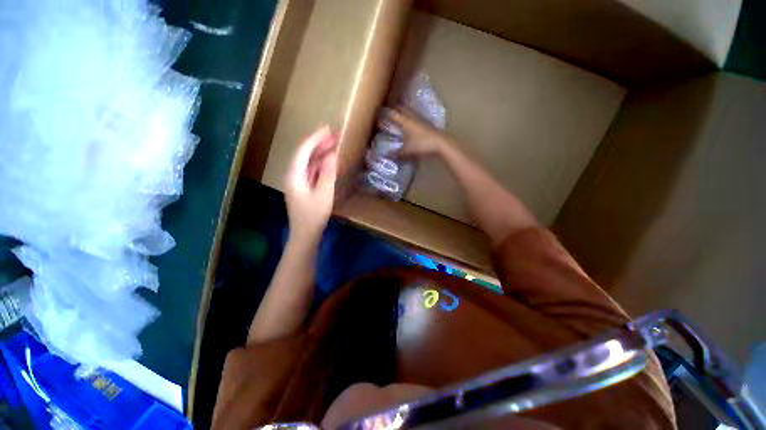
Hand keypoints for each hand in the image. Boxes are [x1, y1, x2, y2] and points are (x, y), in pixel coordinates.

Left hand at [285, 126, 338, 240]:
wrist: (305, 234)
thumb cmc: (314, 215)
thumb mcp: (324, 193)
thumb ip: (328, 173)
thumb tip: (332, 154)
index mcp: (294, 175)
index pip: (303, 150)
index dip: (315, 138)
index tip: (328, 129)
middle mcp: (293, 175)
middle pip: (305, 155)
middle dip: (319, 144)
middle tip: (334, 136)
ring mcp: (298, 183)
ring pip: (308, 163)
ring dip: (320, 154)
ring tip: (333, 146)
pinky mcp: (304, 189)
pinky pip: (311, 172)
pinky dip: (320, 165)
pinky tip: (329, 163)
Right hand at [380, 107, 452, 155]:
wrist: (441, 143)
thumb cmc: (422, 145)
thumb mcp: (407, 152)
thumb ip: (398, 154)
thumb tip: (388, 157)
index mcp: (405, 121)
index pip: (393, 113)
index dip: (385, 112)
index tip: (378, 111)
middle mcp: (412, 117)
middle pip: (401, 108)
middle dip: (393, 108)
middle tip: (387, 110)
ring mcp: (420, 119)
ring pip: (409, 111)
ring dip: (402, 111)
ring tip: (397, 114)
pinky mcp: (426, 123)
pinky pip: (414, 116)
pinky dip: (409, 116)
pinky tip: (410, 122)